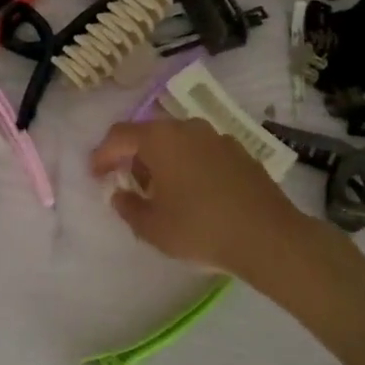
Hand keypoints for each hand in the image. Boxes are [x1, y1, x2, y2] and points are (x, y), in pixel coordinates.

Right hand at [90, 118, 312, 280]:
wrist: (268, 236)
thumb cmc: (201, 228)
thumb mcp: (153, 228)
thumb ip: (128, 208)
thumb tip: (120, 195)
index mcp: (160, 138)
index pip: (120, 136)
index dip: (102, 154)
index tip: (95, 175)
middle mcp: (186, 127)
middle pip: (149, 135)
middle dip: (134, 157)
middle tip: (129, 185)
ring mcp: (216, 136)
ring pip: (177, 141)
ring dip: (163, 161)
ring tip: (163, 192)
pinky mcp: (239, 150)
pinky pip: (201, 151)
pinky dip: (189, 165)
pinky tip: (195, 193)